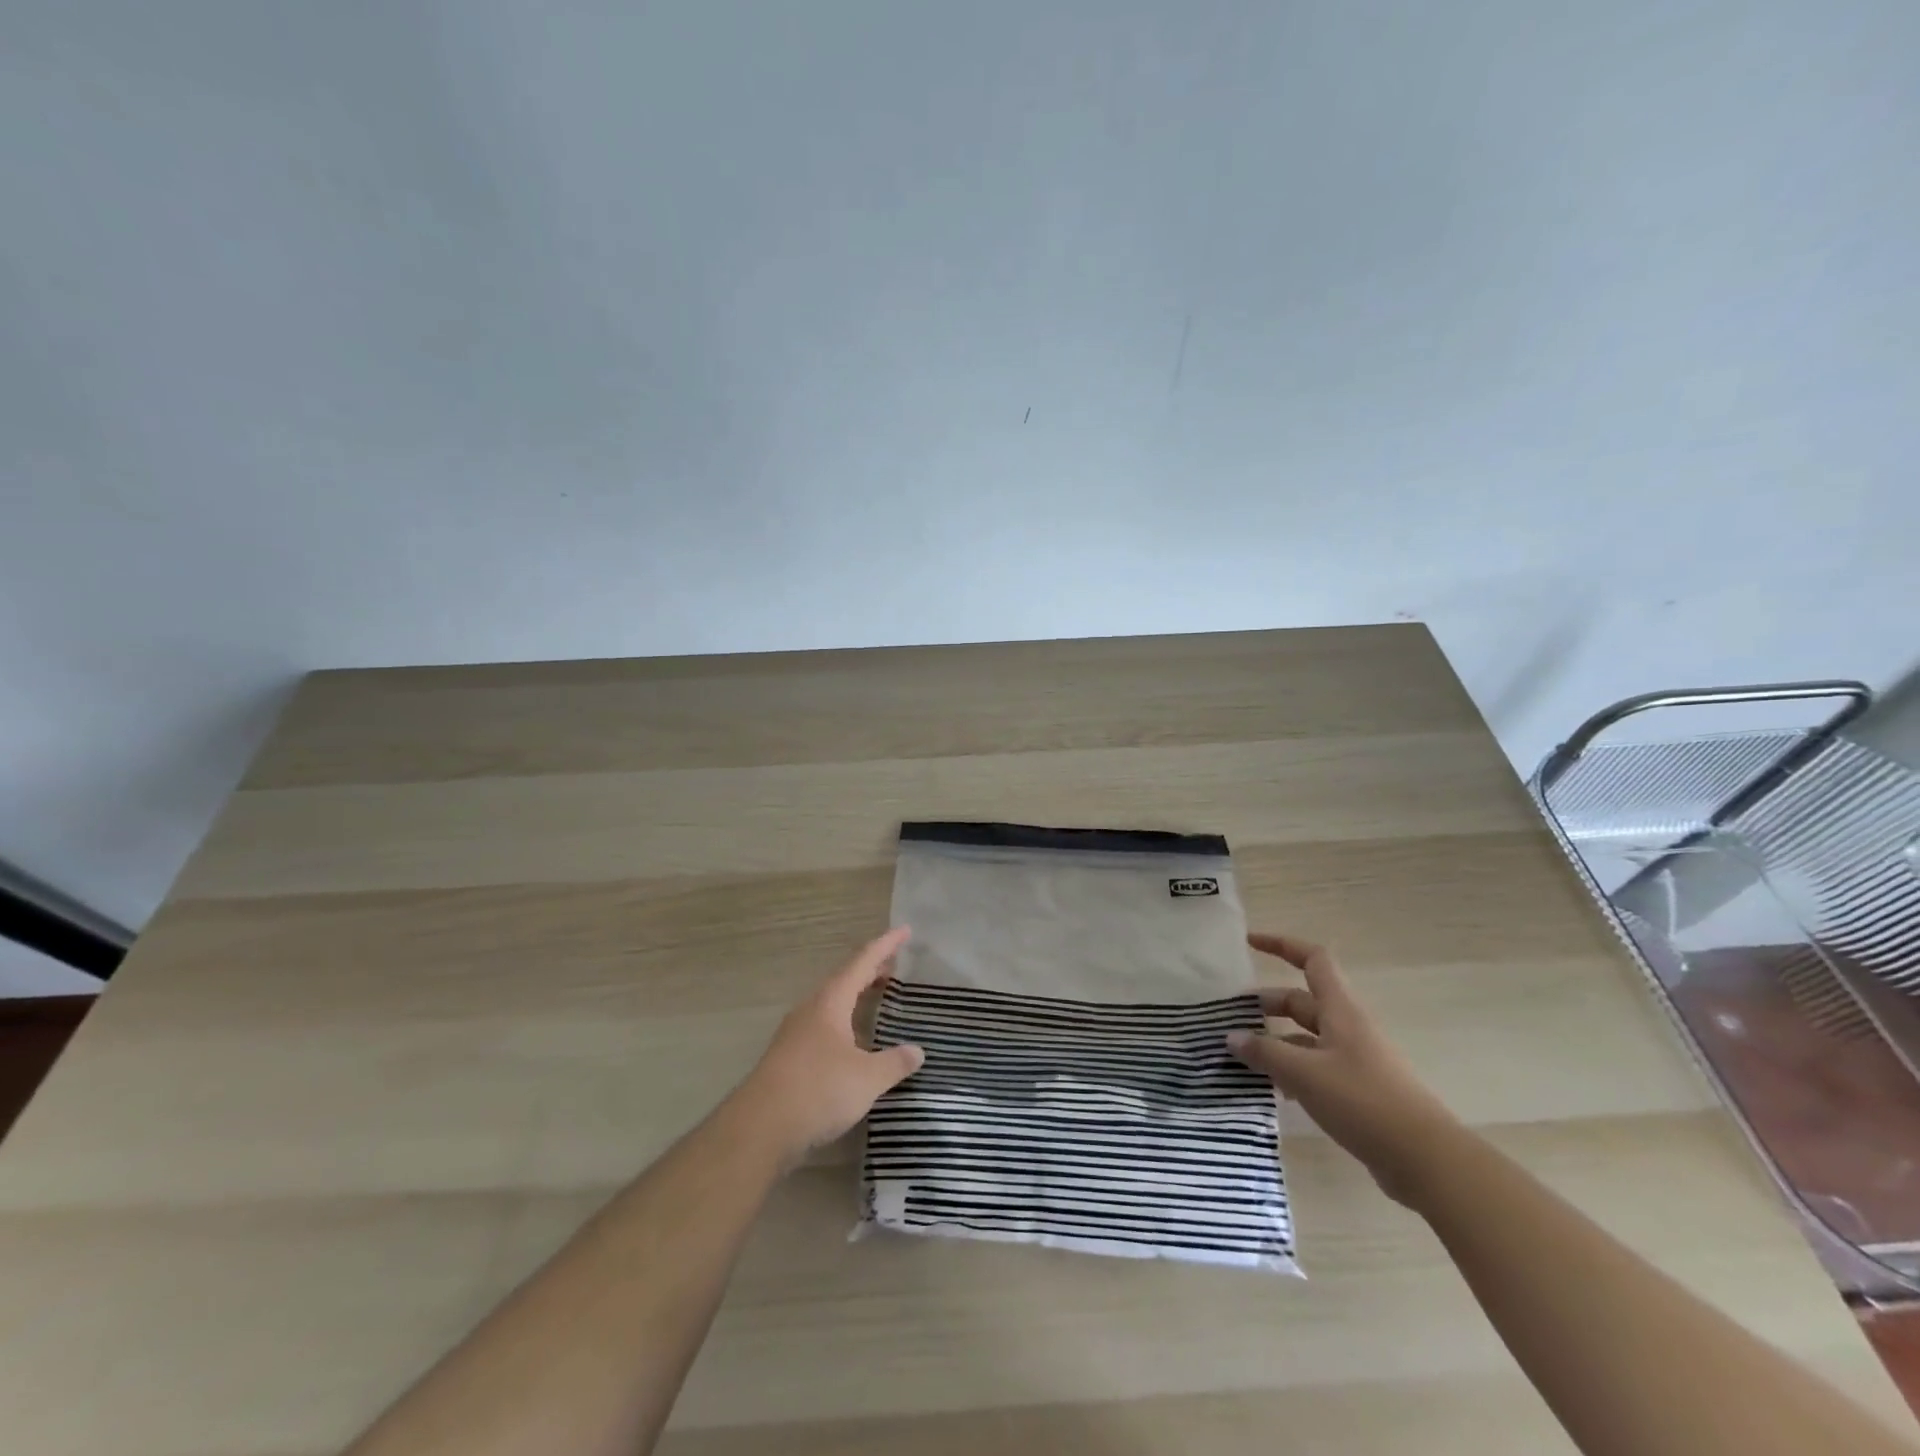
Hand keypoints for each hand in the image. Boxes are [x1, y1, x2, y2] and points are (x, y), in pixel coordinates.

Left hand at [730, 927, 925, 1167]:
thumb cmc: (818, 1090)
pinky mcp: (788, 1059)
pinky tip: (852, 1041)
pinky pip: (823, 1026)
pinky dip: (844, 1021)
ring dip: (854, 996)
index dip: (885, 946)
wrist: (759, 1129)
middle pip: (844, 980)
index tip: (904, 930)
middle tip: (894, 965)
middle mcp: (811, 1010)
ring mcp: (795, 1034)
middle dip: (870, 970)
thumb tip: (917, 1051)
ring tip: (876, 996)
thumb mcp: (866, 1078)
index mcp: (830, 1002)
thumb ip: (894, 1063)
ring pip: (831, 1004)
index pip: (862, 962)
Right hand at [1228, 932, 1458, 1204]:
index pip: (1312, 959)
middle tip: (1231, 1018)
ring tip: (1242, 1057)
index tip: (1249, 943)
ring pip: (1306, 1038)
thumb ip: (1265, 1053)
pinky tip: (1271, 1089)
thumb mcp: (1305, 1074)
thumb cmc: (1364, 1102)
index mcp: (1341, 1010)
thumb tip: (1232, 1037)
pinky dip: (1291, 1071)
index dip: (1281, 945)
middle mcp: (1348, 1027)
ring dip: (1275, 1042)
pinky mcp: (1358, 1091)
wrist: (1427, 1160)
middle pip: (1303, 1001)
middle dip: (1267, 1004)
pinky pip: (1316, 1067)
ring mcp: (1355, 1060)